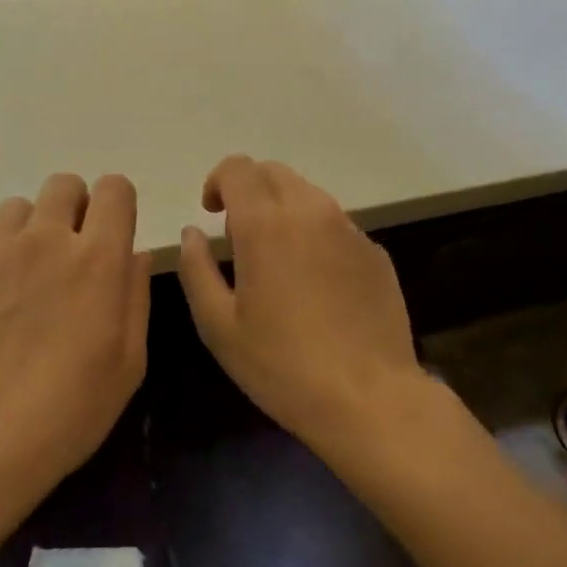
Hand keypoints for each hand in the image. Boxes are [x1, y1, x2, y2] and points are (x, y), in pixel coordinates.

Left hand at [0, 173, 150, 492]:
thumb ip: (135, 297)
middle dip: (75, 207)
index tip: (113, 233)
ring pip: (20, 207)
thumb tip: (134, 254)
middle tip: (72, 255)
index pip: (114, 189)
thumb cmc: (68, 410)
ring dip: (33, 230)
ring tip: (29, 277)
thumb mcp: (128, 363)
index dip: (118, 204)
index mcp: (97, 258)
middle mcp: (46, 240)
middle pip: (64, 184)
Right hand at [176, 156, 429, 458]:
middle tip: (238, 236)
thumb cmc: (282, 365)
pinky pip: (335, 225)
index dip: (217, 181)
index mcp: (265, 223)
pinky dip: (314, 235)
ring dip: (282, 210)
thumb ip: (196, 269)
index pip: (238, 168)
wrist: (369, 399)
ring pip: (307, 195)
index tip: (210, 213)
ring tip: (276, 260)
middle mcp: (310, 211)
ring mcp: (349, 229)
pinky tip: (315, 284)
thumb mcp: (218, 325)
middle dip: (249, 190)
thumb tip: (191, 233)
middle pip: (273, 172)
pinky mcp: (375, 252)